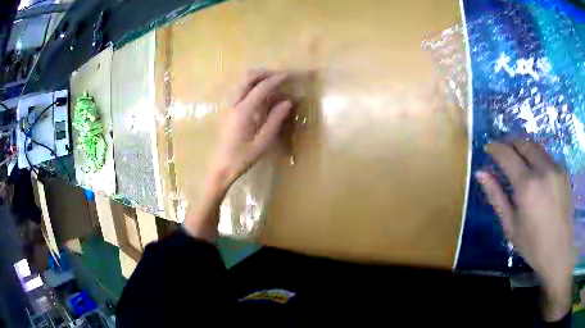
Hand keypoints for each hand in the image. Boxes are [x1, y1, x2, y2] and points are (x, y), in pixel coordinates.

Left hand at [183, 70, 291, 240]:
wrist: (221, 167)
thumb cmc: (242, 158)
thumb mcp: (263, 142)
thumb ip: (275, 120)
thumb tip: (287, 102)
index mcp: (243, 111)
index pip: (261, 88)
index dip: (275, 80)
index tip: (288, 75)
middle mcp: (234, 105)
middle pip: (247, 79)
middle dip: (263, 73)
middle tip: (278, 75)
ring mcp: (229, 107)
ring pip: (242, 84)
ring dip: (256, 78)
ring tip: (272, 82)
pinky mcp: (228, 111)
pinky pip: (240, 91)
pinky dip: (251, 86)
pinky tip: (261, 94)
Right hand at [476, 140, 572, 321]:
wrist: (559, 251)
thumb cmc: (533, 245)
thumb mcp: (511, 226)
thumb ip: (496, 196)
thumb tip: (481, 173)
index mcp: (527, 186)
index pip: (507, 154)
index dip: (495, 148)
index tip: (488, 148)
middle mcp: (542, 170)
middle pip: (522, 142)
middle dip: (509, 142)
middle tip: (502, 150)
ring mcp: (555, 168)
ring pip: (536, 145)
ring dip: (523, 147)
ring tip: (517, 157)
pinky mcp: (563, 171)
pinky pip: (547, 156)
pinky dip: (537, 156)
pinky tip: (535, 170)